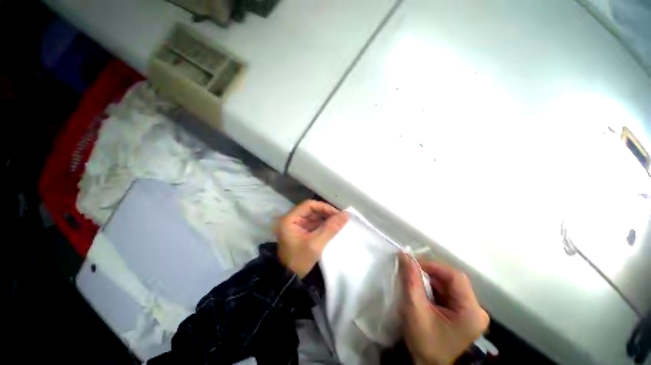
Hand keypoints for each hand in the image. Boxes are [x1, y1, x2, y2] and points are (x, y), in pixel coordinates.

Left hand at [276, 200, 348, 277]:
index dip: (324, 207)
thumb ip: (331, 228)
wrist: (289, 279)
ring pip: (314, 217)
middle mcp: (292, 219)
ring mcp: (296, 226)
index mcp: (290, 219)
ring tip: (338, 223)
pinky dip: (323, 225)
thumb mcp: (316, 244)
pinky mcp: (301, 232)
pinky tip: (332, 228)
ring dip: (326, 219)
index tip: (337, 214)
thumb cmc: (299, 260)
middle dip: (326, 213)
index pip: (309, 205)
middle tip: (340, 218)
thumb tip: (346, 215)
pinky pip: (313, 224)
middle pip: (311, 210)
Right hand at [399, 254, 488, 364]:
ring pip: (448, 284)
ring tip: (412, 280)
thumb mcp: (415, 310)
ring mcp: (470, 310)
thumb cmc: (424, 342)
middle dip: (429, 273)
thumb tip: (405, 255)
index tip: (412, 264)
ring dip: (429, 279)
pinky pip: (446, 291)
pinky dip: (431, 287)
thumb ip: (411, 281)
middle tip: (410, 270)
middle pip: (452, 279)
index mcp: (471, 311)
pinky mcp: (462, 312)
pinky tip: (420, 290)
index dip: (433, 266)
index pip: (455, 277)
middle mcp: (476, 309)